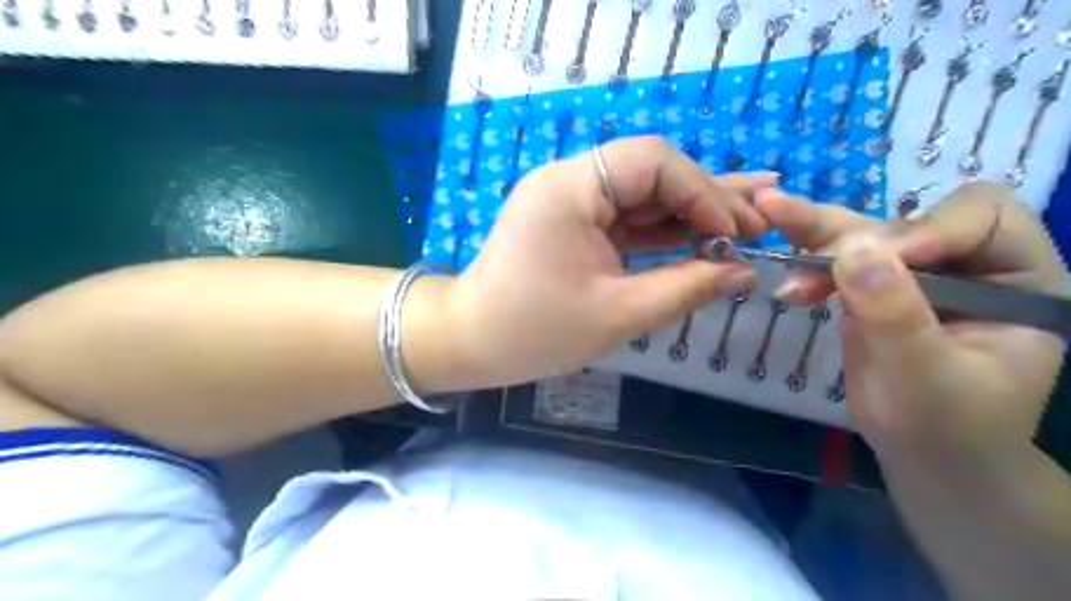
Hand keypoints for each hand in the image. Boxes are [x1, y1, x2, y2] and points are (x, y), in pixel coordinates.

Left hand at [443, 133, 780, 385]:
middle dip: (705, 199)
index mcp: (570, 187)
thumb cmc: (534, 331)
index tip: (735, 233)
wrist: (470, 342)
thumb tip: (743, 272)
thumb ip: (686, 287)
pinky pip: (625, 219)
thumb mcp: (617, 312)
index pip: (653, 161)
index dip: (702, 192)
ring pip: (643, 196)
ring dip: (691, 212)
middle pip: (651, 173)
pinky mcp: (572, 223)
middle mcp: (568, 179)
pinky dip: (662, 231)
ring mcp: (570, 201)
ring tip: (750, 219)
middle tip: (761, 221)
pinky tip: (705, 234)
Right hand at [752, 183, 1070, 459]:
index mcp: (1016, 277)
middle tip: (802, 252)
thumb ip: (895, 313)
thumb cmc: (947, 426)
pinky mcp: (871, 288)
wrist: (922, 455)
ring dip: (815, 236)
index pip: (979, 219)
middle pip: (907, 220)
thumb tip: (852, 249)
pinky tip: (787, 282)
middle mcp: (966, 263)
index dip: (927, 230)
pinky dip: (806, 265)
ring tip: (770, 215)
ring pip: (862, 236)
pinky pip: (836, 262)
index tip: (877, 264)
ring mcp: (914, 274)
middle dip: (852, 237)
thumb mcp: (926, 375)